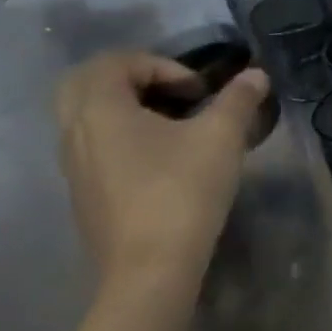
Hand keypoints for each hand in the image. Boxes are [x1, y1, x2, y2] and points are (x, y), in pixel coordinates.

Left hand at [54, 50, 269, 287]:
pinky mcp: (85, 196)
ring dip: (128, 110)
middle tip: (172, 94)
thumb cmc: (182, 191)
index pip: (116, 61)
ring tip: (174, 127)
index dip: (163, 65)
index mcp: (100, 109)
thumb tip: (256, 75)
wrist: (150, 269)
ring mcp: (75, 168)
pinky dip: (123, 139)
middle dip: (132, 80)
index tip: (199, 92)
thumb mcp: (222, 138)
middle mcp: (75, 132)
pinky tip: (164, 162)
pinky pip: (95, 148)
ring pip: (89, 118)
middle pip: (87, 84)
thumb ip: (238, 100)